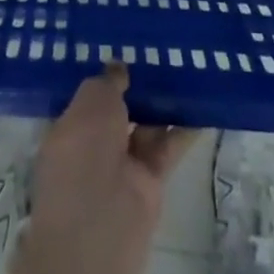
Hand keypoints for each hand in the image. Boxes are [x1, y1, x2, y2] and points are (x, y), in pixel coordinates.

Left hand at [25, 63, 199, 273]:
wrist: (100, 225)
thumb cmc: (83, 153)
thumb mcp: (91, 102)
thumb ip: (107, 83)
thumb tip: (118, 69)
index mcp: (70, 127)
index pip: (88, 96)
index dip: (106, 75)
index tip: (126, 47)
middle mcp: (94, 145)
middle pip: (120, 110)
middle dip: (138, 85)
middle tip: (162, 49)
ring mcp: (124, 165)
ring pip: (146, 125)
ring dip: (164, 102)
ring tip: (186, 67)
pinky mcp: (152, 182)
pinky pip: (169, 147)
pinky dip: (185, 129)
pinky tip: (204, 103)